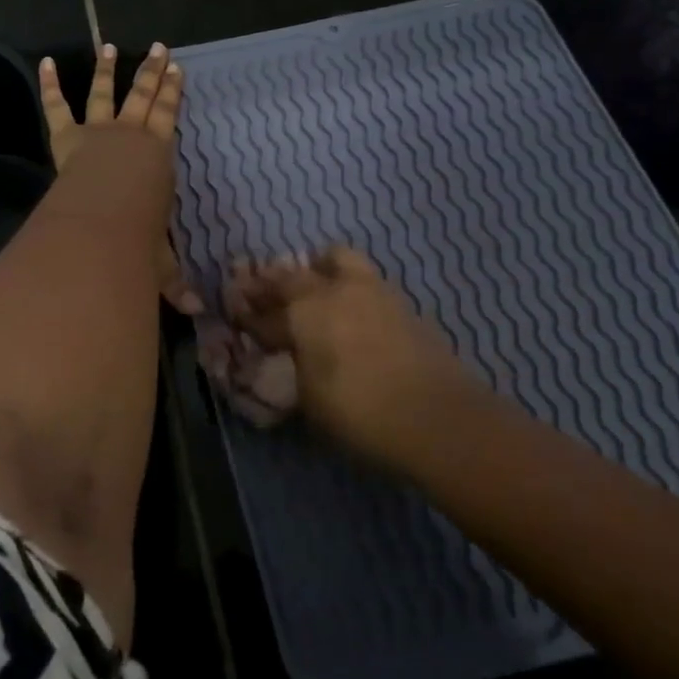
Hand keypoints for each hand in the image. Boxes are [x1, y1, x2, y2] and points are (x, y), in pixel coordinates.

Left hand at [39, 42, 201, 314]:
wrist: (100, 223)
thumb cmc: (136, 237)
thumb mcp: (159, 260)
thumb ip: (174, 281)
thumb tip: (197, 313)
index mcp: (157, 156)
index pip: (169, 117)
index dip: (173, 94)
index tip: (178, 70)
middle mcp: (130, 136)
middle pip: (143, 96)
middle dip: (152, 72)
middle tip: (159, 49)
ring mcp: (97, 132)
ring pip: (105, 93)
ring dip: (108, 70)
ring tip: (109, 47)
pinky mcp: (67, 138)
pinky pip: (57, 106)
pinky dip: (51, 85)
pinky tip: (46, 62)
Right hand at [214, 246, 488, 466]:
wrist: (440, 419)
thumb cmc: (361, 413)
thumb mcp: (310, 399)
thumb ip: (294, 367)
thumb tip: (288, 353)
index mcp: (306, 309)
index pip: (266, 307)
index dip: (249, 311)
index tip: (237, 312)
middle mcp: (336, 289)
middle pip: (296, 273)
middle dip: (275, 283)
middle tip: (267, 295)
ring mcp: (374, 291)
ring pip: (338, 260)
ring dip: (319, 270)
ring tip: (314, 288)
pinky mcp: (404, 304)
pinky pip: (366, 280)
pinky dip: (350, 287)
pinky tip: (350, 310)